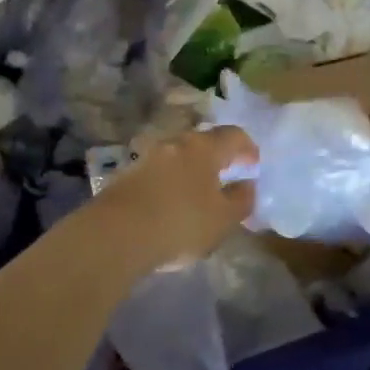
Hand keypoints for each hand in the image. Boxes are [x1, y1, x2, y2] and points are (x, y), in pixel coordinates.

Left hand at [95, 126, 257, 269]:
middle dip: (217, 157)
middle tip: (227, 177)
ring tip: (199, 195)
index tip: (253, 166)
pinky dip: (170, 183)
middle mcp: (175, 143)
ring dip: (191, 170)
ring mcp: (147, 157)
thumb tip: (247, 185)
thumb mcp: (223, 219)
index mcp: (203, 147)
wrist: (116, 234)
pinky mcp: (127, 175)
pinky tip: (171, 205)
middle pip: (202, 142)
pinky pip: (158, 173)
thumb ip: (241, 200)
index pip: (233, 135)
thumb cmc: (180, 223)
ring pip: (178, 157)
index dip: (247, 148)